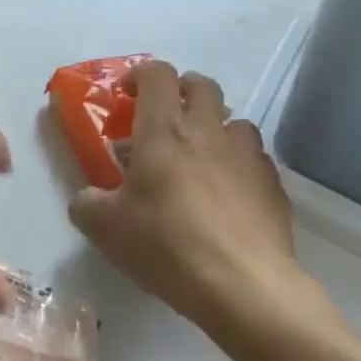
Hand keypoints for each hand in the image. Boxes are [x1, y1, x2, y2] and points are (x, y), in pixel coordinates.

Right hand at [68, 61, 325, 339]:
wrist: (245, 287)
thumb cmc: (167, 245)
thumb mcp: (105, 228)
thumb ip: (87, 203)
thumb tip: (86, 198)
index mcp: (164, 130)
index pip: (157, 74)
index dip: (140, 75)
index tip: (127, 95)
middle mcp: (208, 131)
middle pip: (201, 85)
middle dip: (181, 91)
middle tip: (164, 118)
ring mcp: (246, 155)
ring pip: (234, 120)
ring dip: (214, 128)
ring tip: (200, 157)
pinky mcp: (273, 185)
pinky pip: (254, 158)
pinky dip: (237, 164)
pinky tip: (227, 194)